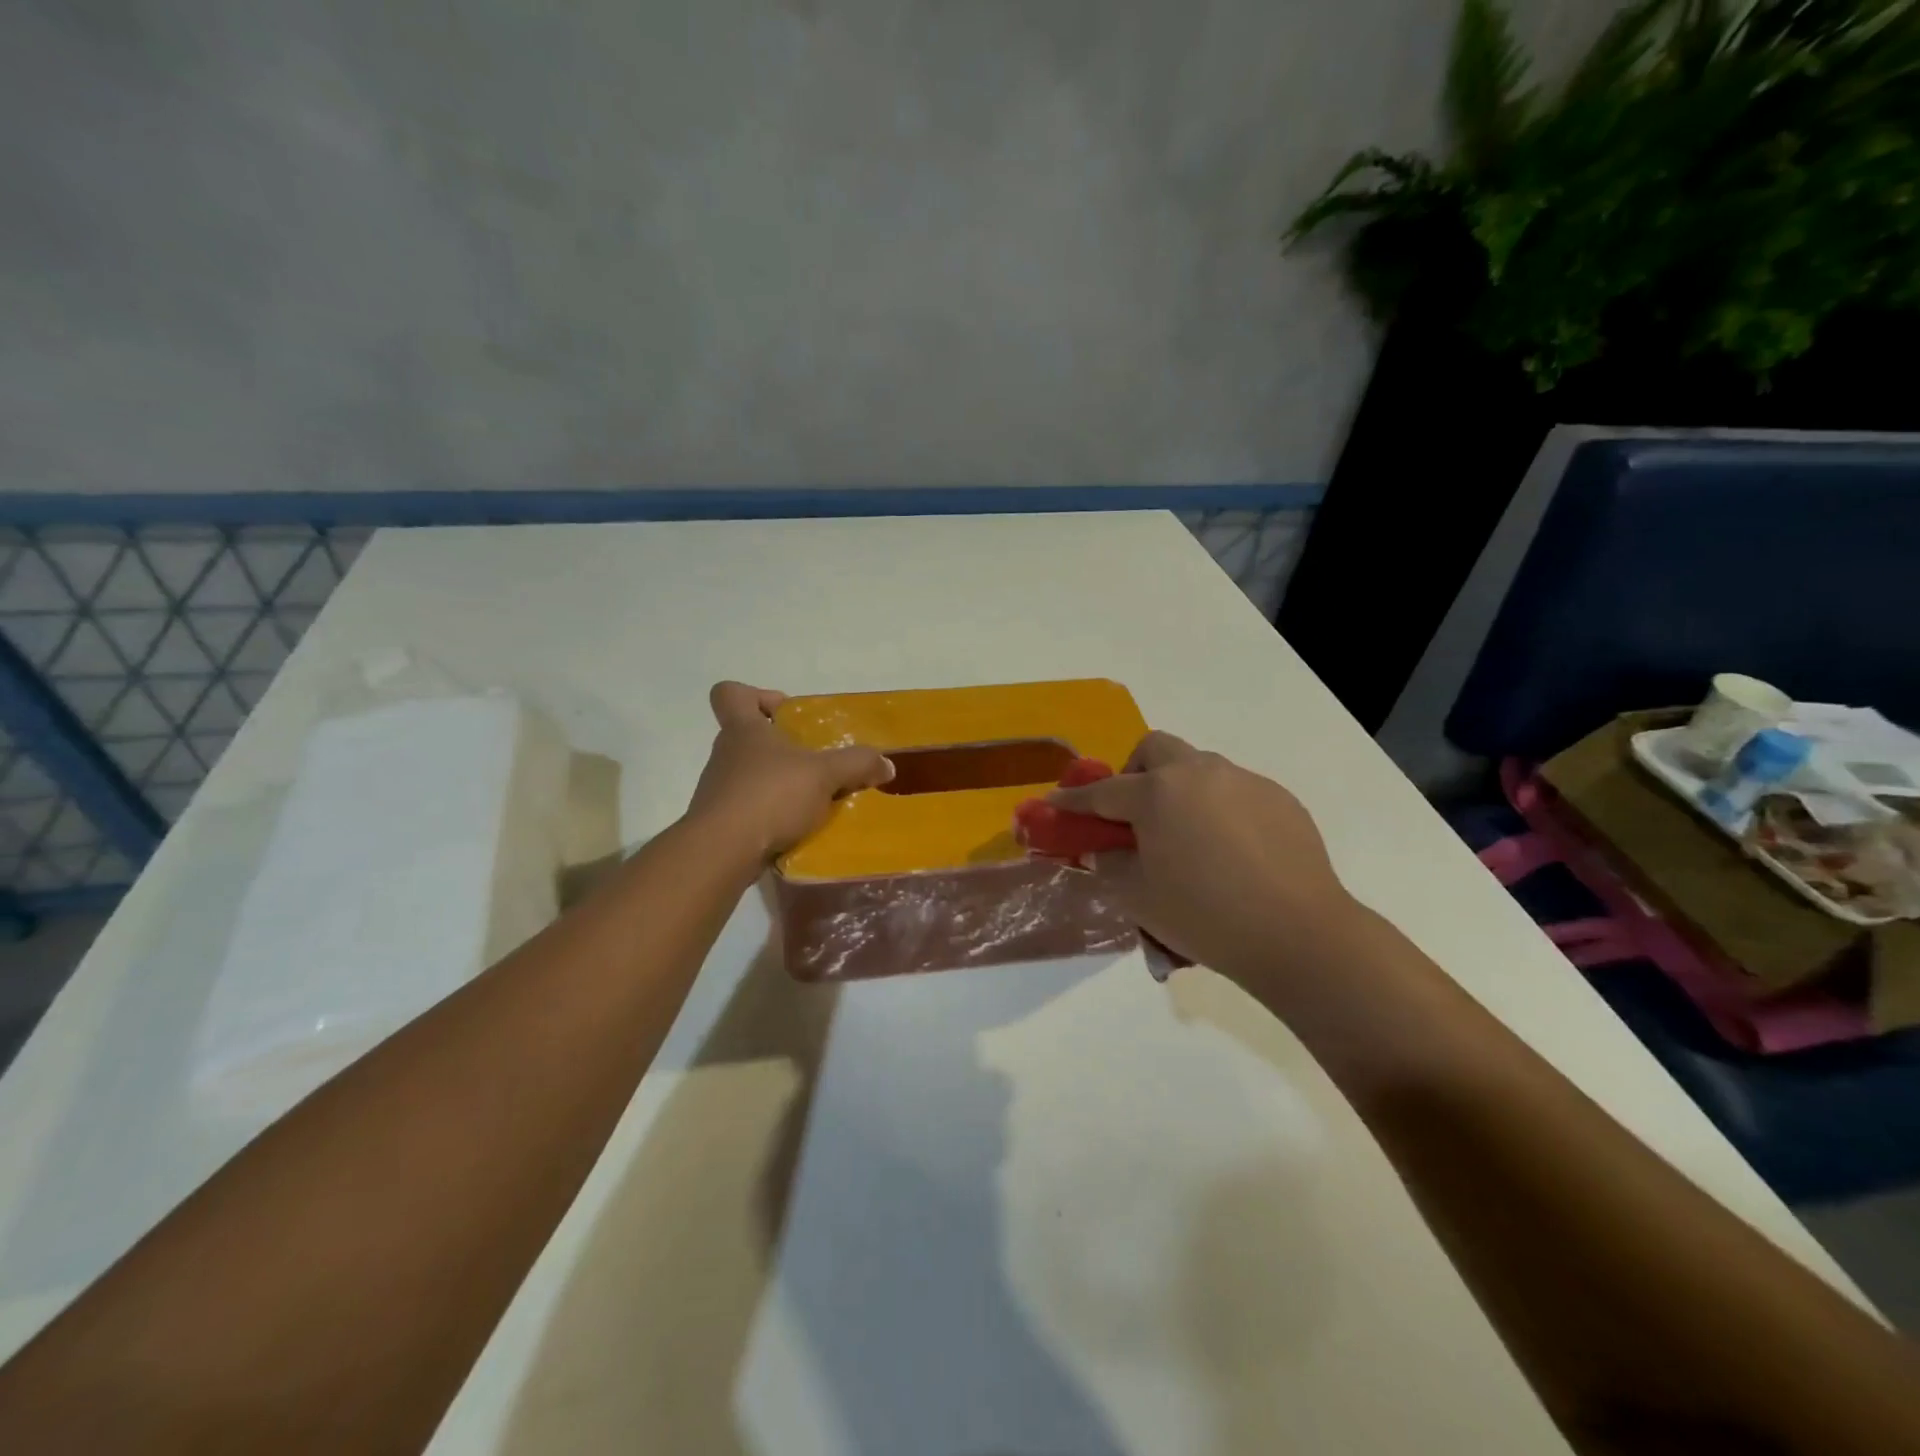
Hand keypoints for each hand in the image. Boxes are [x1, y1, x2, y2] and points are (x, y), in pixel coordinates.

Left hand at [686, 682, 893, 860]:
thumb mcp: (824, 775)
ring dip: (780, 784)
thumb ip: (857, 764)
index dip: (756, 695)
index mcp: (744, 730)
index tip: (786, 712)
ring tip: (814, 802)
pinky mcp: (720, 823)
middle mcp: (726, 754)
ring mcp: (719, 790)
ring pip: (751, 776)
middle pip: (749, 738)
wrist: (722, 853)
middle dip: (784, 748)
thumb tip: (886, 764)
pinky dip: (772, 815)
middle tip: (816, 763)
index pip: (731, 694)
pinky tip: (797, 830)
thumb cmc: (770, 796)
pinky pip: (750, 810)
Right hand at [1049, 731, 1358, 980]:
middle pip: (1155, 750)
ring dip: (1180, 790)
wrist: (1298, 935)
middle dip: (1134, 773)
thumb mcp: (1138, 897)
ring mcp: (1243, 781)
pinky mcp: (1279, 798)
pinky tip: (1231, 852)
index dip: (1074, 800)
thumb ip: (1111, 865)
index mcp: (1157, 794)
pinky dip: (1218, 809)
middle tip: (1135, 815)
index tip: (1055, 803)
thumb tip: (1106, 850)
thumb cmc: (1205, 916)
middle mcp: (1199, 773)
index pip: (1102, 792)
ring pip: (1198, 768)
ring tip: (1188, 838)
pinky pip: (1235, 791)